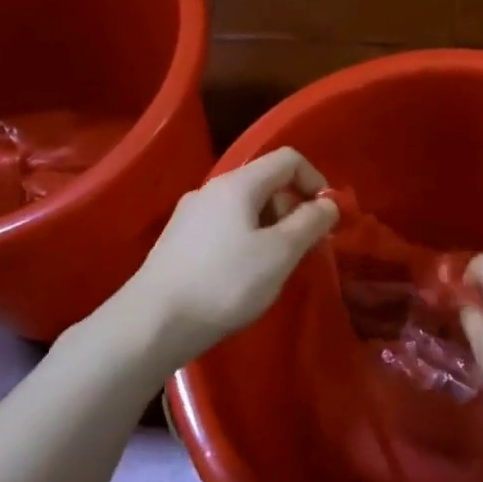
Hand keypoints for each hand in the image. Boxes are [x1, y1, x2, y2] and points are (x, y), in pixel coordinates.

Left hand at [134, 147, 338, 359]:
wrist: (153, 322)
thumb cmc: (225, 283)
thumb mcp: (280, 253)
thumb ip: (310, 223)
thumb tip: (329, 203)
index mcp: (238, 184)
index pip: (287, 159)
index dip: (315, 181)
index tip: (326, 218)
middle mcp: (211, 190)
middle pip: (266, 183)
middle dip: (294, 210)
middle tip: (305, 249)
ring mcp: (190, 215)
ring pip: (245, 209)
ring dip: (272, 229)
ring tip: (276, 268)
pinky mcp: (178, 241)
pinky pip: (225, 228)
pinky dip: (247, 241)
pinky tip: (244, 277)